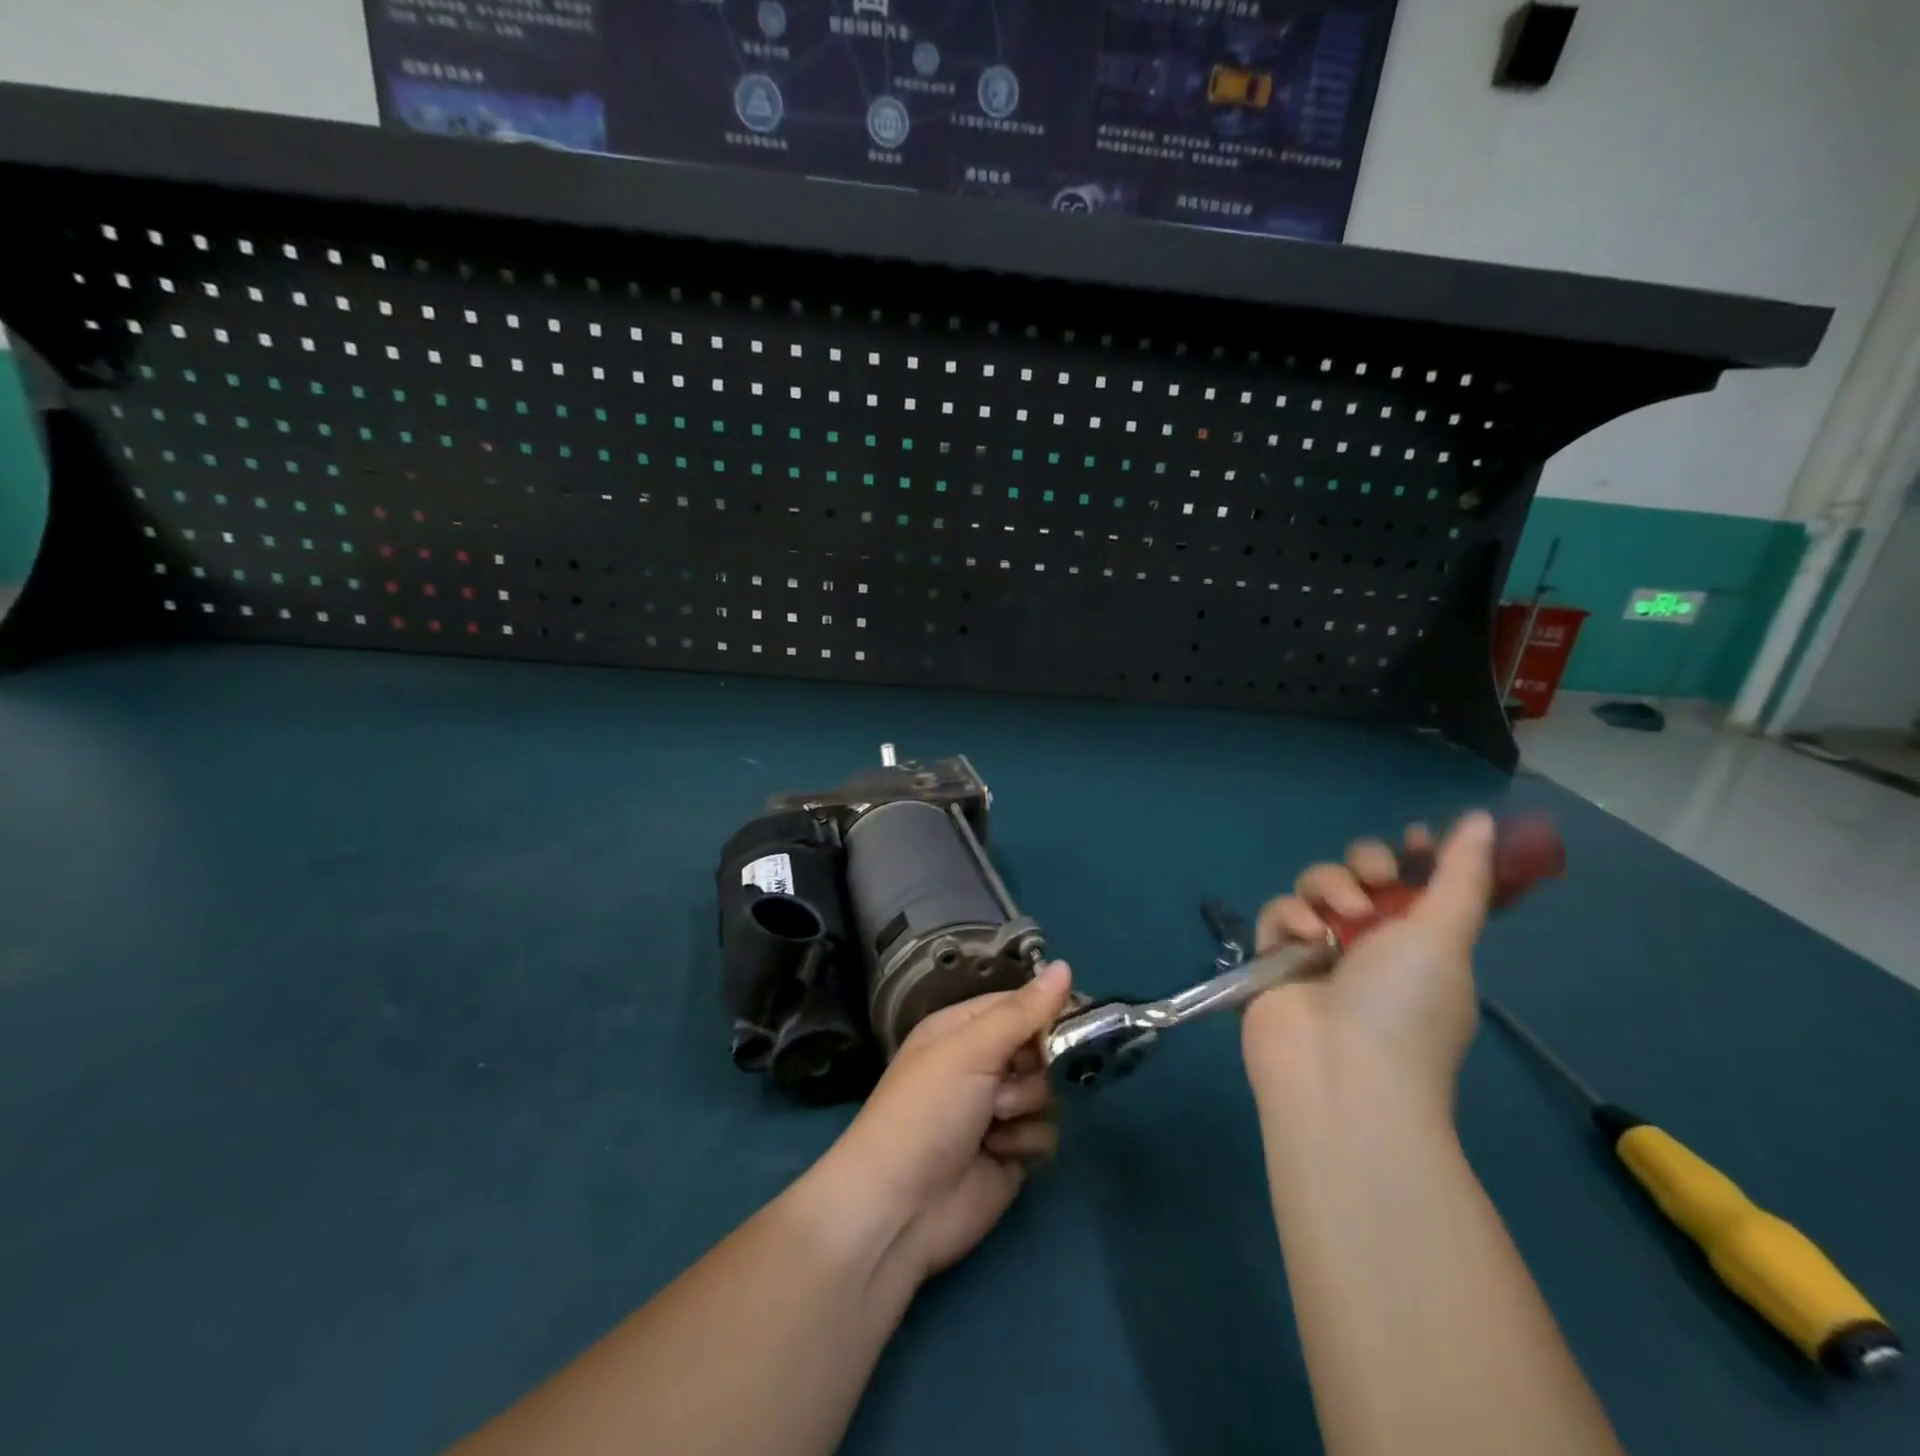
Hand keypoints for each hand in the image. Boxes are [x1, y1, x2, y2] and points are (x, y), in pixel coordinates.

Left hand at [819, 963, 1074, 1285]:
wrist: (902, 1209)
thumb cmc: (928, 1110)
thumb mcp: (970, 1049)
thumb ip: (1022, 1012)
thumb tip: (1065, 966)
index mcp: (963, 1029)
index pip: (1019, 1004)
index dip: (1050, 1008)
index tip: (1084, 1015)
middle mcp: (982, 1064)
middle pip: (1041, 1048)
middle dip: (1036, 1065)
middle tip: (1014, 1078)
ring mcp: (998, 1110)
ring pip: (1048, 1092)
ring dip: (1026, 1106)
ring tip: (995, 1122)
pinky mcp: (1013, 1152)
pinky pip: (1046, 1133)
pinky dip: (1026, 1142)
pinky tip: (998, 1152)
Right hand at [1242, 812, 1495, 1116]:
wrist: (1340, 1073)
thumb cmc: (1405, 1005)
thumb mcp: (1444, 935)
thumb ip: (1458, 875)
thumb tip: (1482, 819)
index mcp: (1420, 940)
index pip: (1416, 881)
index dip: (1414, 854)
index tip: (1414, 836)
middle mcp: (1370, 941)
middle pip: (1359, 873)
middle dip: (1365, 863)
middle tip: (1376, 877)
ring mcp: (1319, 949)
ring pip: (1315, 887)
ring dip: (1328, 888)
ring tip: (1339, 916)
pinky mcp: (1274, 958)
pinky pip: (1278, 913)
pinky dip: (1290, 917)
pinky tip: (1303, 937)